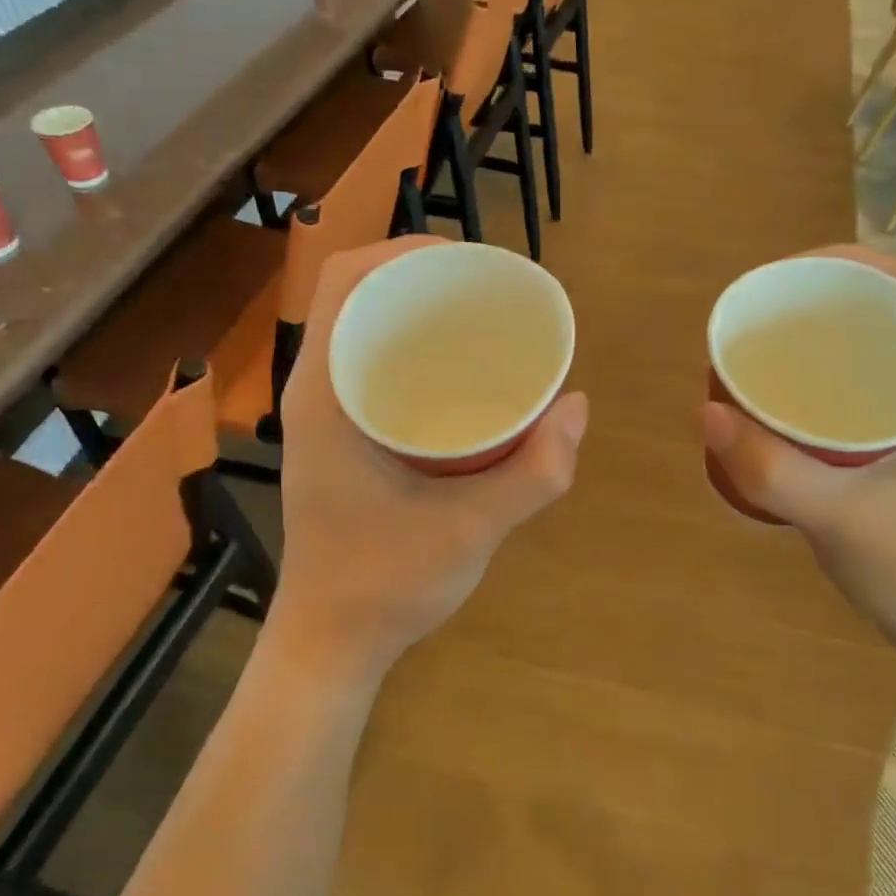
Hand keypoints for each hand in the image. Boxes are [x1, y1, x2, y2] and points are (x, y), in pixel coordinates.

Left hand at [271, 237, 587, 677]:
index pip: (343, 281)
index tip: (469, 261)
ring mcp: (324, 419)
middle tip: (489, 291)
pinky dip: (414, 355)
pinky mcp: (340, 442)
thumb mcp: (472, 528)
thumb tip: (578, 406)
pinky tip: (462, 378)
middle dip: (420, 278)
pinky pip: (372, 371)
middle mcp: (317, 393)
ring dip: (417, 315)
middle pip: (357, 298)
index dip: (402, 250)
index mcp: (326, 394)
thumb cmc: (385, 585)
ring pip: (365, 334)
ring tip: (482, 323)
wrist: (331, 645)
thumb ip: (535, 472)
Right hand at [702, 246, 895, 668]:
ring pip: (882, 345)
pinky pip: (875, 381)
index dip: (847, 262)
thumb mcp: (843, 521)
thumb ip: (773, 471)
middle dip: (825, 296)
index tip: (781, 278)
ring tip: (766, 345)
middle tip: (760, 314)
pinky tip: (789, 396)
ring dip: (828, 334)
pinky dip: (833, 372)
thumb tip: (706, 410)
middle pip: (893, 307)